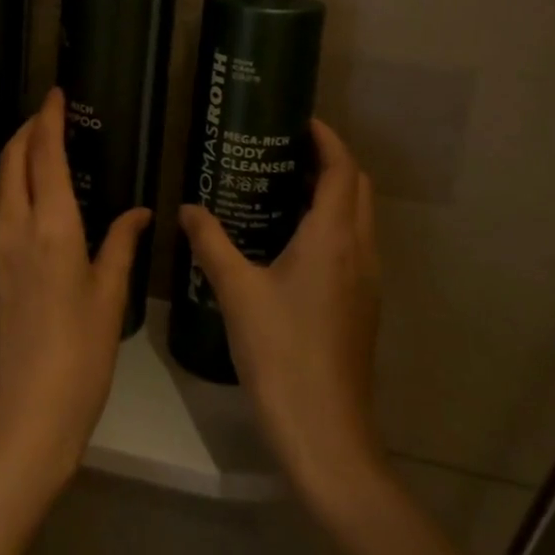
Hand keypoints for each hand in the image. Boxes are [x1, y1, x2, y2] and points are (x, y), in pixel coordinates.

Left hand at [0, 88, 149, 494]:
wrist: (19, 418)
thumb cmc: (79, 356)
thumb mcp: (109, 297)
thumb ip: (121, 245)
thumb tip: (137, 212)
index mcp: (51, 227)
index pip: (44, 153)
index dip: (49, 118)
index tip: (55, 94)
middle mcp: (12, 227)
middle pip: (11, 159)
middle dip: (27, 130)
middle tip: (47, 116)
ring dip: (14, 159)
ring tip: (36, 152)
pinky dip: (6, 192)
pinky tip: (23, 205)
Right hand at [178, 119, 382, 509]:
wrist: (325, 433)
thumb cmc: (281, 353)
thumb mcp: (237, 292)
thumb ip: (211, 243)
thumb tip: (187, 208)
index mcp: (334, 237)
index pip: (341, 168)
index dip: (326, 138)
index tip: (298, 120)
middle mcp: (360, 250)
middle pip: (356, 187)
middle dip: (329, 161)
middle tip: (285, 150)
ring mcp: (367, 281)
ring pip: (359, 217)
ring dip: (333, 193)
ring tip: (284, 187)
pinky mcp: (362, 306)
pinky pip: (354, 245)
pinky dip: (332, 225)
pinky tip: (292, 242)